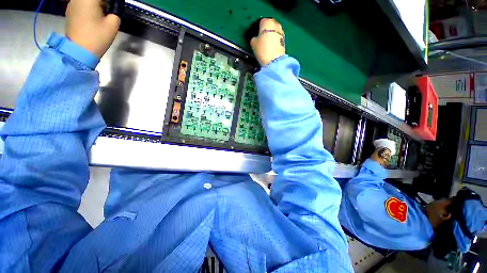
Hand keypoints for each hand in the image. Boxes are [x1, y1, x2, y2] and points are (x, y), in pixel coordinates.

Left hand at [65, 0, 120, 58]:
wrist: (78, 51)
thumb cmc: (97, 37)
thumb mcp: (113, 24)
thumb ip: (115, 12)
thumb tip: (113, 7)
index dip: (111, 2)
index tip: (115, 6)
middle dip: (103, 2)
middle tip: (110, 9)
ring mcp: (72, 4)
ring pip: (87, 0)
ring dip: (96, 4)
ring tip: (103, 12)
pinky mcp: (70, 11)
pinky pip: (81, 3)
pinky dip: (89, 6)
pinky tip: (93, 15)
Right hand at [250, 18, 285, 66]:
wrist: (274, 60)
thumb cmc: (262, 49)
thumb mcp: (253, 43)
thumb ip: (254, 38)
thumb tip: (256, 38)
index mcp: (267, 22)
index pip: (261, 21)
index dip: (258, 27)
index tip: (256, 34)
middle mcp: (275, 24)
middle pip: (270, 25)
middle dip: (266, 30)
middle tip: (261, 38)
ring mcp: (281, 31)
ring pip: (275, 31)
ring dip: (271, 34)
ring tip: (267, 43)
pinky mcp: (284, 40)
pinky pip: (278, 37)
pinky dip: (275, 40)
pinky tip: (272, 47)